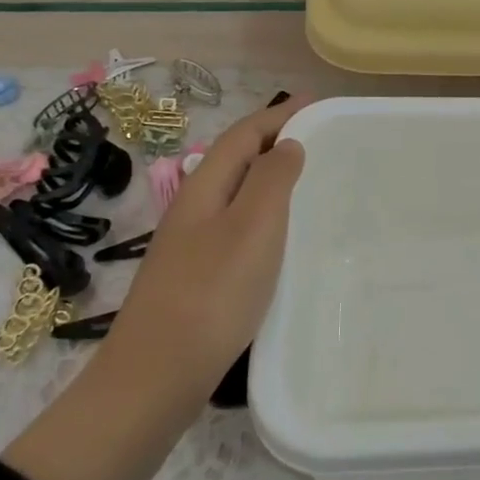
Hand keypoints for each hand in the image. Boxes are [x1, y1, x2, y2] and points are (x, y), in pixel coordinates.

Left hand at [2, 96, 308, 479]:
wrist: (157, 376)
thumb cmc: (213, 293)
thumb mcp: (253, 226)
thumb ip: (272, 179)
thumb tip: (288, 145)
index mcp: (205, 186)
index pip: (244, 133)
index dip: (280, 114)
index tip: (319, 104)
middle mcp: (195, 207)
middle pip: (238, 159)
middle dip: (276, 141)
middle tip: (322, 140)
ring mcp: (193, 243)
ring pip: (238, 194)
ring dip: (271, 178)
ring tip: (310, 181)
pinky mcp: (199, 275)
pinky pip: (239, 225)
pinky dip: (266, 214)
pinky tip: (284, 238)